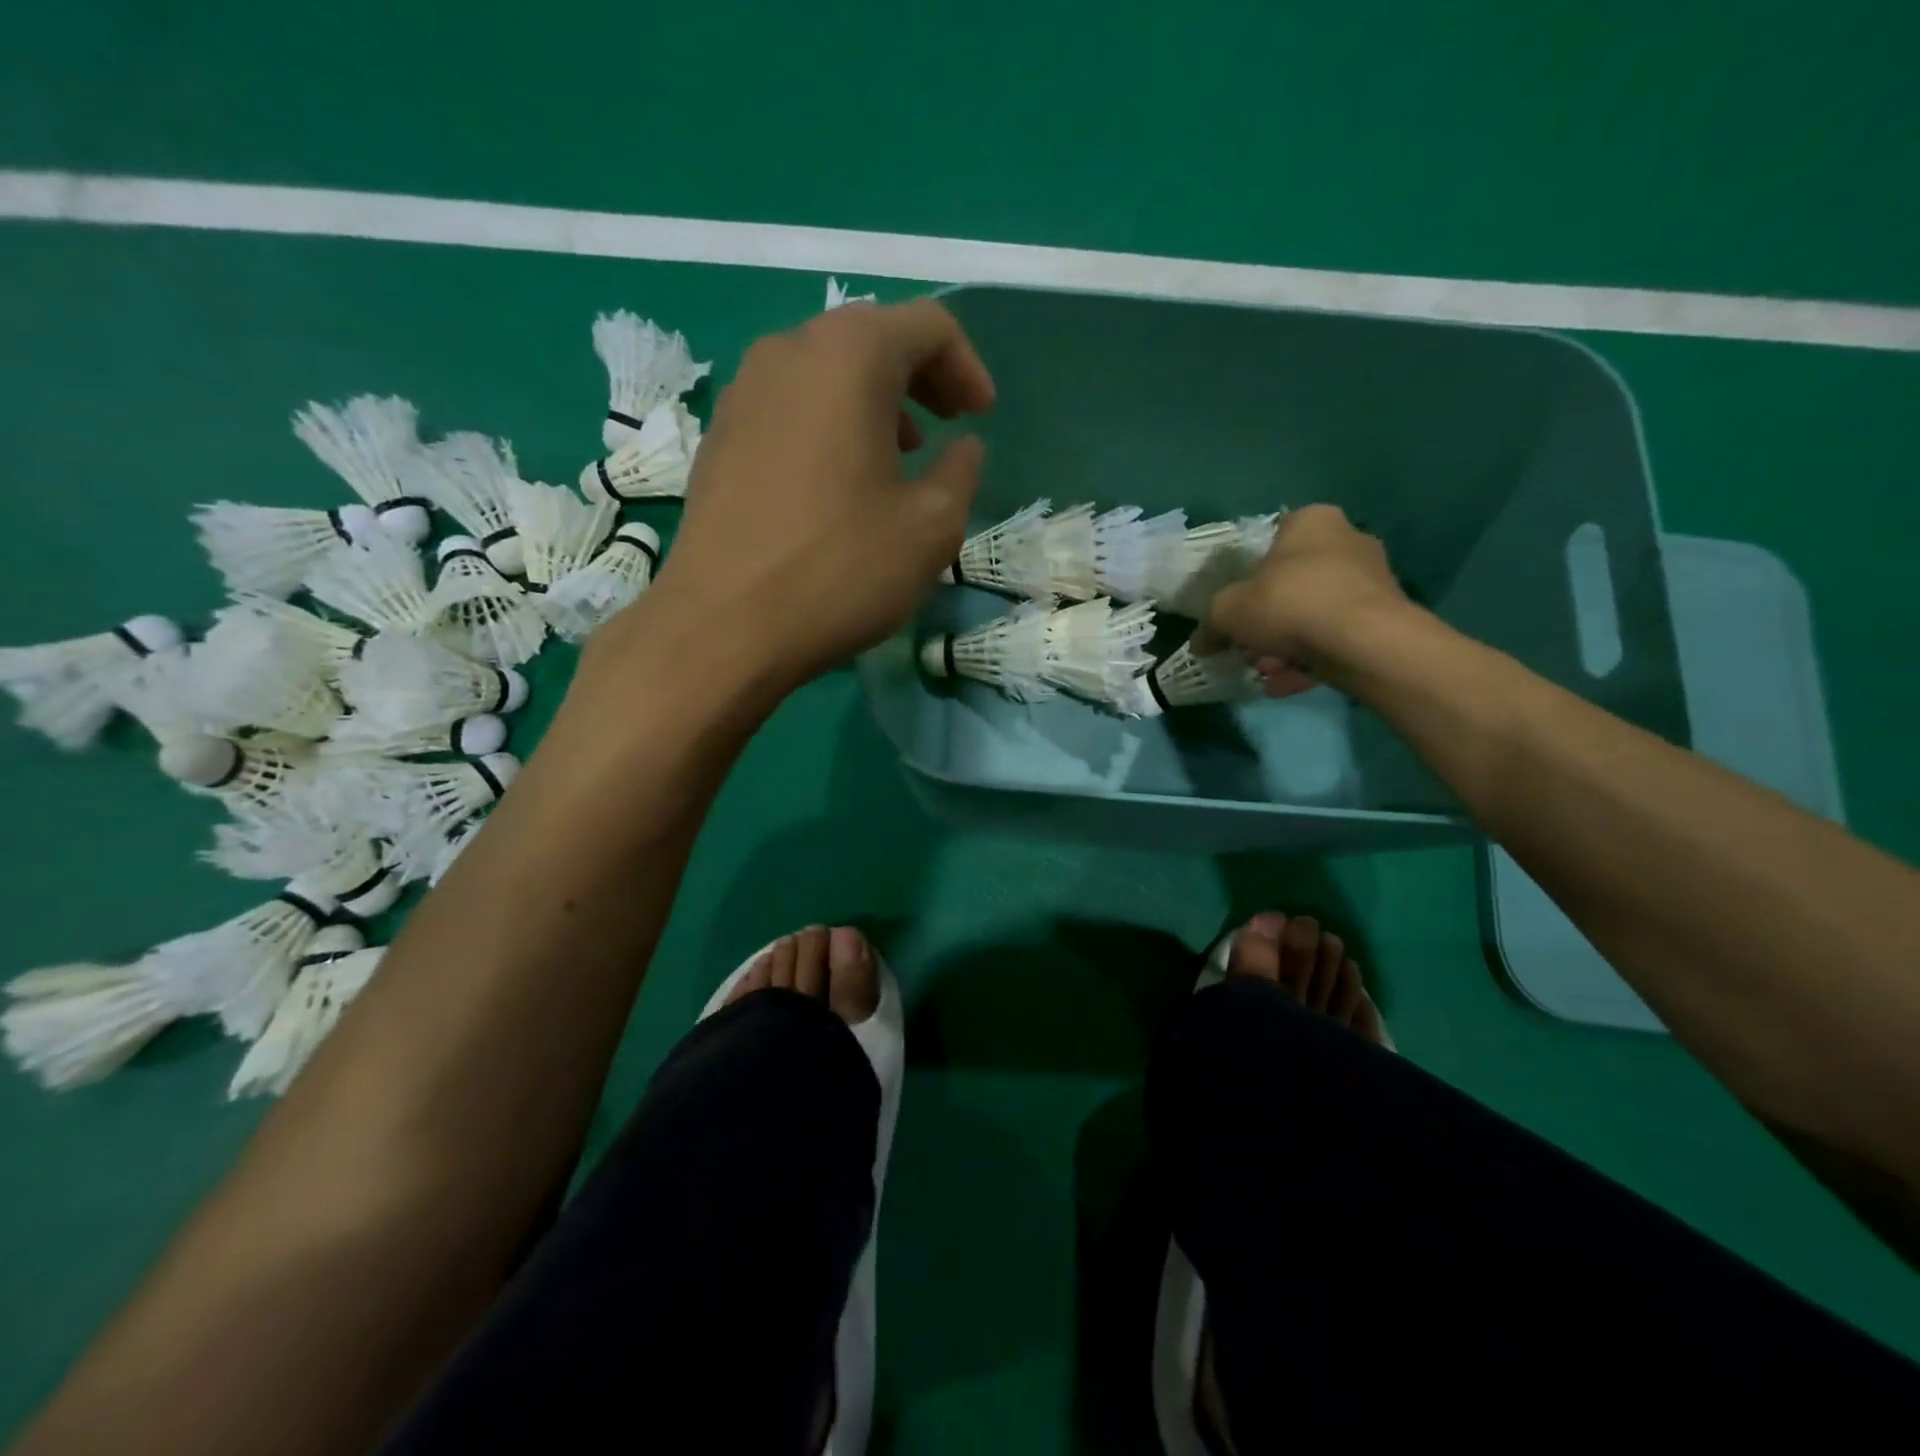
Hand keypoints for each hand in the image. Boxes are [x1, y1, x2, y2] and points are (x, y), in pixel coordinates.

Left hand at [595, 300, 993, 703]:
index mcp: (849, 356)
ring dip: (874, 402)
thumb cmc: (839, 570)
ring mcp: (743, 392)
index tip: (982, 417)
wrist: (722, 627)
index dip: (967, 367)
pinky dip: (830, 424)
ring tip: (900, 457)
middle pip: (871, 338)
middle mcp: (788, 351)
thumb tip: (963, 447)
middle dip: (921, 378)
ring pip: (825, 372)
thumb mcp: (931, 528)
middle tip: (948, 428)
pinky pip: (790, 406)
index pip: (927, 325)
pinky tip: (841, 481)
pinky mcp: (719, 436)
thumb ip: (960, 472)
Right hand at [1199, 505, 1415, 695]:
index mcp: (1310, 522)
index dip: (1249, 577)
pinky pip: (1336, 636)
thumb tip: (1200, 642)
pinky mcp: (1386, 616)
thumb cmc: (1289, 604)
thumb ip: (1210, 624)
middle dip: (1268, 619)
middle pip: (1294, 582)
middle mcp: (1348, 540)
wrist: (1363, 642)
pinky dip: (1311, 658)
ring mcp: (1372, 578)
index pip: (1272, 540)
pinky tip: (1286, 683)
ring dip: (1286, 644)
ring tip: (1266, 671)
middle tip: (1249, 647)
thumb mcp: (1227, 612)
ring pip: (1315, 613)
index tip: (1238, 608)